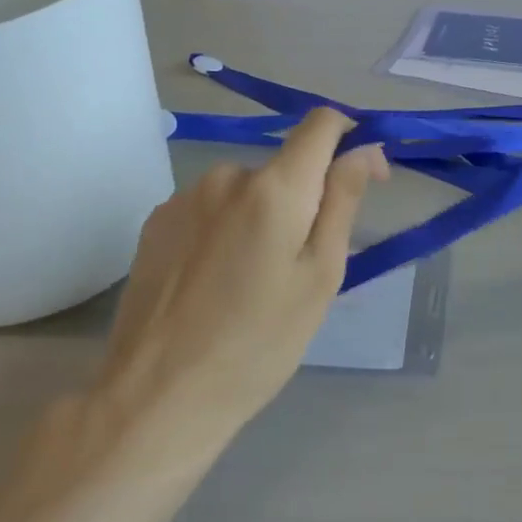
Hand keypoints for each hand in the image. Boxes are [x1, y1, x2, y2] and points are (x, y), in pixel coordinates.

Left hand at [23, 110, 387, 499]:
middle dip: (303, 200)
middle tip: (300, 269)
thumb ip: (344, 200)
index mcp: (274, 186)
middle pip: (284, 166)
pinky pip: (210, 208)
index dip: (350, 139)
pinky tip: (214, 281)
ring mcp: (183, 196)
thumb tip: (366, 147)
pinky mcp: (155, 222)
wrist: (155, 398)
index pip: (321, 122)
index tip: (360, 181)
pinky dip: (226, 229)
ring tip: (252, 282)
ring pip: (246, 190)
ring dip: (262, 217)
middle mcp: (226, 175)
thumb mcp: (320, 276)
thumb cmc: (258, 343)